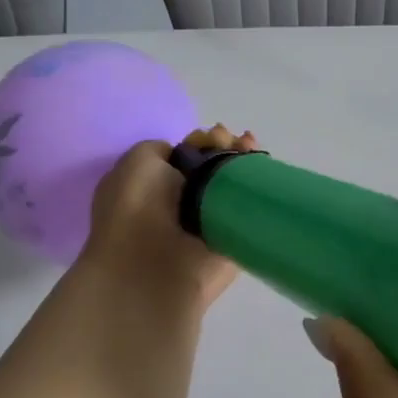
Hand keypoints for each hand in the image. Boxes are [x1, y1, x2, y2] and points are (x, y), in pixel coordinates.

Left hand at [78, 127, 258, 310]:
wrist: (154, 263)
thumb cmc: (137, 207)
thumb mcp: (138, 160)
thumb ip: (161, 150)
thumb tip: (188, 156)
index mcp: (151, 186)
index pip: (185, 157)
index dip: (201, 141)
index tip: (212, 134)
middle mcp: (180, 204)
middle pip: (213, 167)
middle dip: (225, 146)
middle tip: (232, 139)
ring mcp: (208, 223)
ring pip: (233, 185)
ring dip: (243, 161)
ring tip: (248, 147)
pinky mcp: (232, 242)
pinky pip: (249, 210)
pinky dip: (258, 188)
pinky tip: (260, 165)